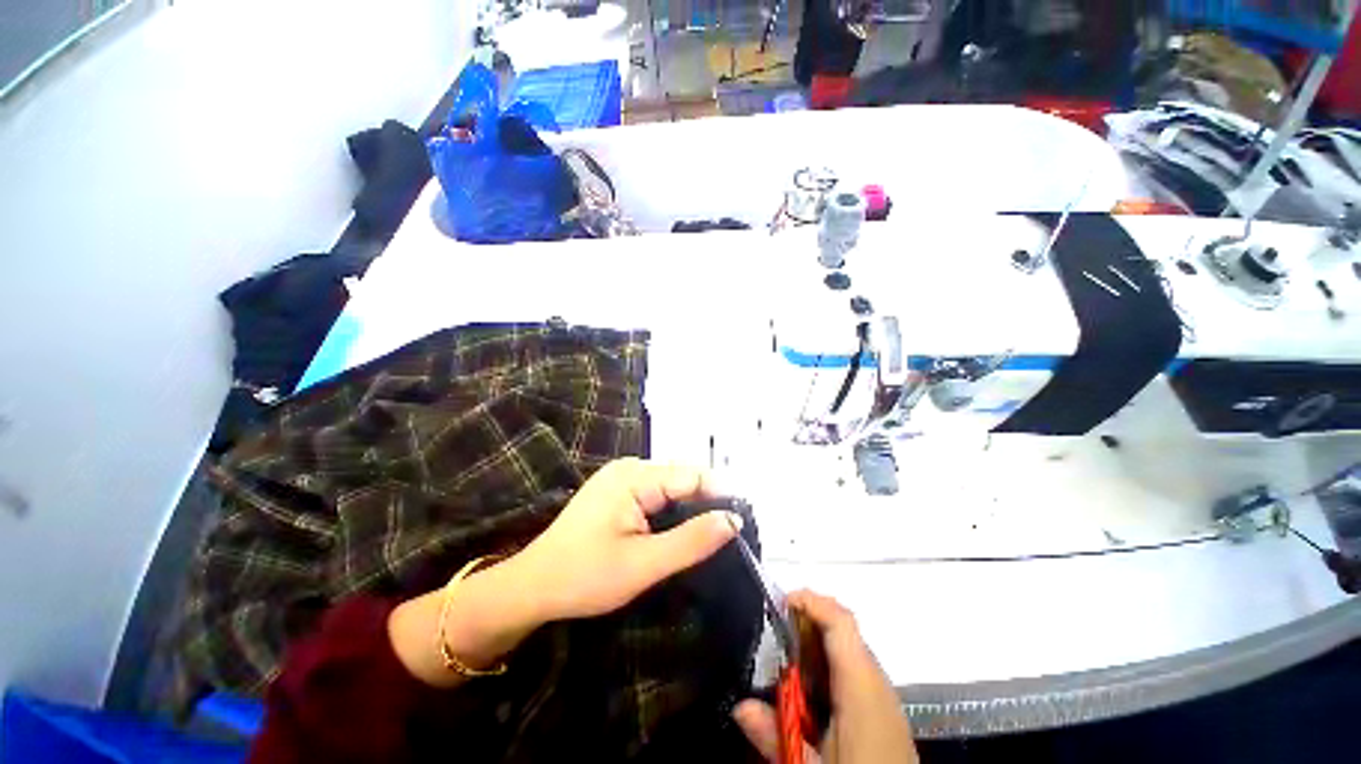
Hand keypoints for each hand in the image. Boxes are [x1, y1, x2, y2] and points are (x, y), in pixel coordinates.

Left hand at [390, 458, 740, 687]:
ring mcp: (622, 477)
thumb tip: (734, 521)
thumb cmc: (584, 577)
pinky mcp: (618, 491)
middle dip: (708, 501)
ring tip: (713, 532)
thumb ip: (691, 540)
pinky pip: (657, 493)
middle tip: (732, 532)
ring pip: (671, 486)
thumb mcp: (644, 565)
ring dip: (692, 506)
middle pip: (682, 477)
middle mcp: (630, 467)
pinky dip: (674, 510)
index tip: (745, 520)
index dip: (721, 494)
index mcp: (635, 476)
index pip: (691, 476)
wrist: (532, 587)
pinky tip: (682, 528)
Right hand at [733, 591, 917, 763]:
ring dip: (816, 642)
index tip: (780, 601)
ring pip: (848, 648)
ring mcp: (883, 695)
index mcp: (861, 686)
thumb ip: (775, 736)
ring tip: (786, 658)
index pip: (841, 622)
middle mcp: (876, 681)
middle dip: (807, 620)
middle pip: (843, 629)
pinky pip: (854, 668)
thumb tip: (740, 706)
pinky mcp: (884, 709)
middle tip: (774, 630)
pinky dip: (828, 663)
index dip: (812, 601)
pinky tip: (810, 690)